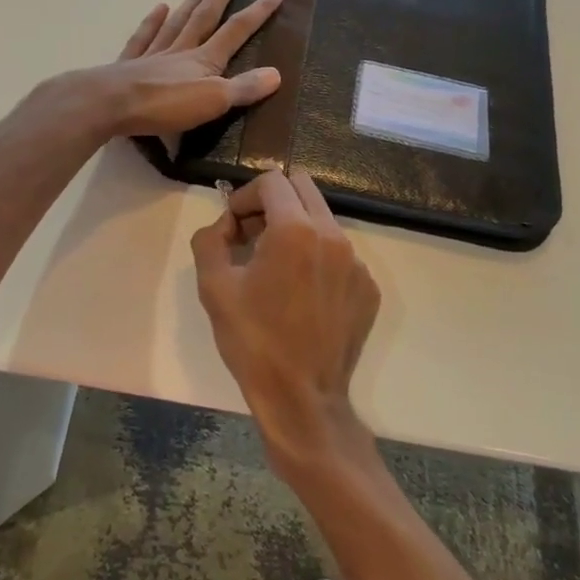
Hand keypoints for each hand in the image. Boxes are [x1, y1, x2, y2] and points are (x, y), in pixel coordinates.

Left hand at [87, 0, 285, 139]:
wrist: (109, 104)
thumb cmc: (164, 104)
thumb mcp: (212, 101)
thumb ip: (243, 88)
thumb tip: (277, 73)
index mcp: (204, 59)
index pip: (237, 30)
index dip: (259, 11)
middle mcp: (180, 50)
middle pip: (205, 15)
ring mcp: (153, 55)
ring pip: (177, 23)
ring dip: (191, 3)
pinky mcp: (129, 65)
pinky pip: (144, 37)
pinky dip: (152, 22)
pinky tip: (158, 8)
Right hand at [192, 169, 380, 465]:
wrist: (302, 398)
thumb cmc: (253, 341)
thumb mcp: (214, 287)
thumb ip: (211, 240)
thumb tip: (224, 225)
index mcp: (295, 230)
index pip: (272, 181)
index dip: (245, 195)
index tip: (233, 225)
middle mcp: (333, 236)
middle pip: (303, 189)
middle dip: (273, 202)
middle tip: (252, 236)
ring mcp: (357, 262)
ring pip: (323, 221)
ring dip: (295, 229)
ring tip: (275, 269)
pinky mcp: (368, 287)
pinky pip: (339, 254)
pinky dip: (317, 259)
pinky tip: (301, 296)